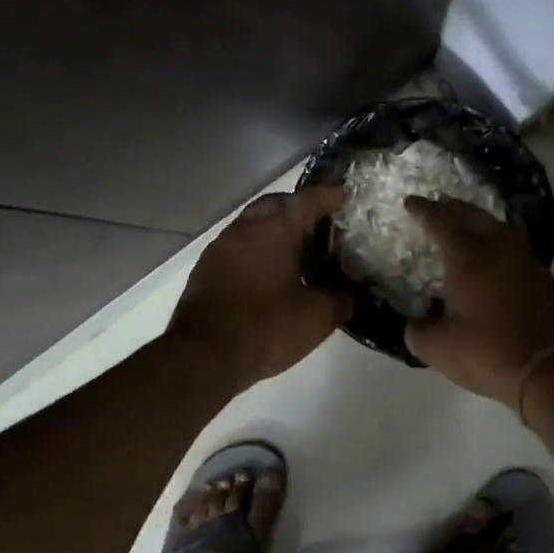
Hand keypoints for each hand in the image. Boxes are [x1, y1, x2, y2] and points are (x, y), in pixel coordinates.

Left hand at [169, 186, 350, 390]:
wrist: (203, 356)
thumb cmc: (266, 328)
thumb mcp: (318, 317)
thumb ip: (342, 298)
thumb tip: (350, 293)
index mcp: (276, 228)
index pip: (311, 198)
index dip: (333, 196)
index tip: (350, 199)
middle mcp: (246, 226)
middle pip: (279, 204)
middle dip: (303, 210)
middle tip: (325, 227)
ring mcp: (222, 245)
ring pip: (256, 223)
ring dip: (278, 230)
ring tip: (301, 251)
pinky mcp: (207, 267)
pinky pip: (241, 245)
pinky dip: (260, 249)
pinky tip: (271, 273)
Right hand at [403, 196, 553, 406]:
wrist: (551, 368)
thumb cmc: (488, 352)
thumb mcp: (438, 348)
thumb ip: (417, 332)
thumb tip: (415, 323)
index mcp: (467, 257)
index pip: (440, 221)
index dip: (423, 210)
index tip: (410, 203)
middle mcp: (497, 248)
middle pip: (472, 214)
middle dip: (451, 207)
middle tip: (436, 206)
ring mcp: (524, 260)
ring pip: (497, 227)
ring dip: (476, 221)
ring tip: (463, 226)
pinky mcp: (542, 276)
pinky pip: (512, 245)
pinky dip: (495, 241)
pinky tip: (491, 256)